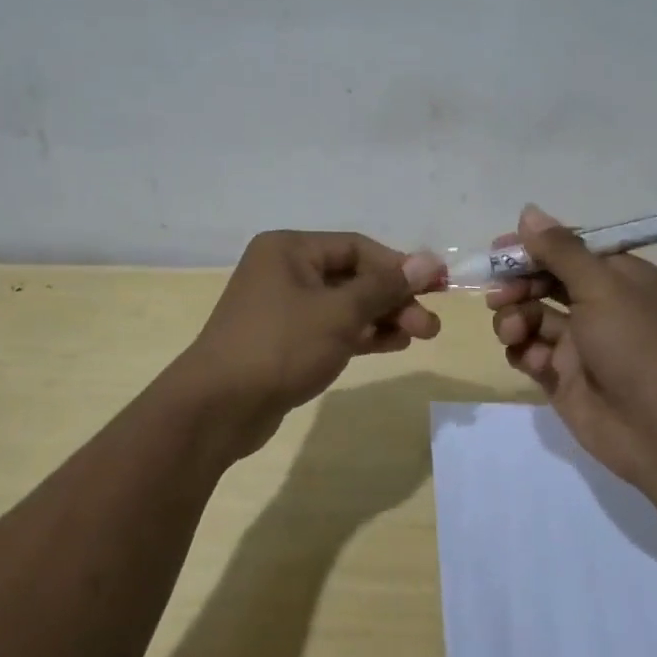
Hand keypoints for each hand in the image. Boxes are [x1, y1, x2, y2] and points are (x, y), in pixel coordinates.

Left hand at [176, 231, 444, 454]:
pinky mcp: (285, 341)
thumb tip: (428, 260)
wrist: (219, 408)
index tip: (436, 285)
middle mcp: (284, 271)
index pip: (357, 247)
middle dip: (394, 298)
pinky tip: (393, 344)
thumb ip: (385, 287)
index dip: (399, 265)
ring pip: (344, 305)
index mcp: (290, 249)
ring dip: (383, 318)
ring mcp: (283, 308)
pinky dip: (361, 335)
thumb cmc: (281, 346)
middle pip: (352, 277)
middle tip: (431, 325)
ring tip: (421, 336)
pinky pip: (331, 329)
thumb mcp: (340, 313)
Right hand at [487, 205, 656, 483]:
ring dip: (514, 318)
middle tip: (498, 294)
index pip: (569, 249)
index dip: (534, 247)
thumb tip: (528, 212)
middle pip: (544, 282)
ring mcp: (580, 344)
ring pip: (531, 316)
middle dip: (517, 284)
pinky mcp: (562, 377)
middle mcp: (599, 306)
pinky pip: (530, 352)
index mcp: (619, 277)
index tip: (499, 249)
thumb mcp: (601, 286)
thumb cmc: (637, 345)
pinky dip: (522, 351)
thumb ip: (561, 250)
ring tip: (513, 330)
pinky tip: (530, 359)